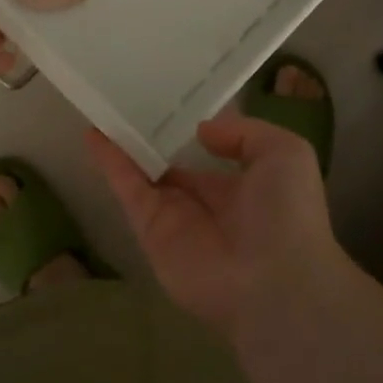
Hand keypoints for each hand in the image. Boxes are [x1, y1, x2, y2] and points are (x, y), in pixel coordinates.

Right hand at [87, 111, 345, 336]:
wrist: (275, 282)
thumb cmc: (288, 214)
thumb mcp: (284, 153)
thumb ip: (243, 133)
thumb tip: (201, 130)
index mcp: (239, 189)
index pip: (206, 157)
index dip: (187, 132)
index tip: (168, 100)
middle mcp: (204, 203)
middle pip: (169, 165)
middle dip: (151, 139)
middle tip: (126, 100)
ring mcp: (174, 218)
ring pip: (142, 174)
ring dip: (123, 145)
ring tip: (102, 109)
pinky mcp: (150, 230)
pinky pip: (128, 189)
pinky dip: (110, 162)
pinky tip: (94, 133)